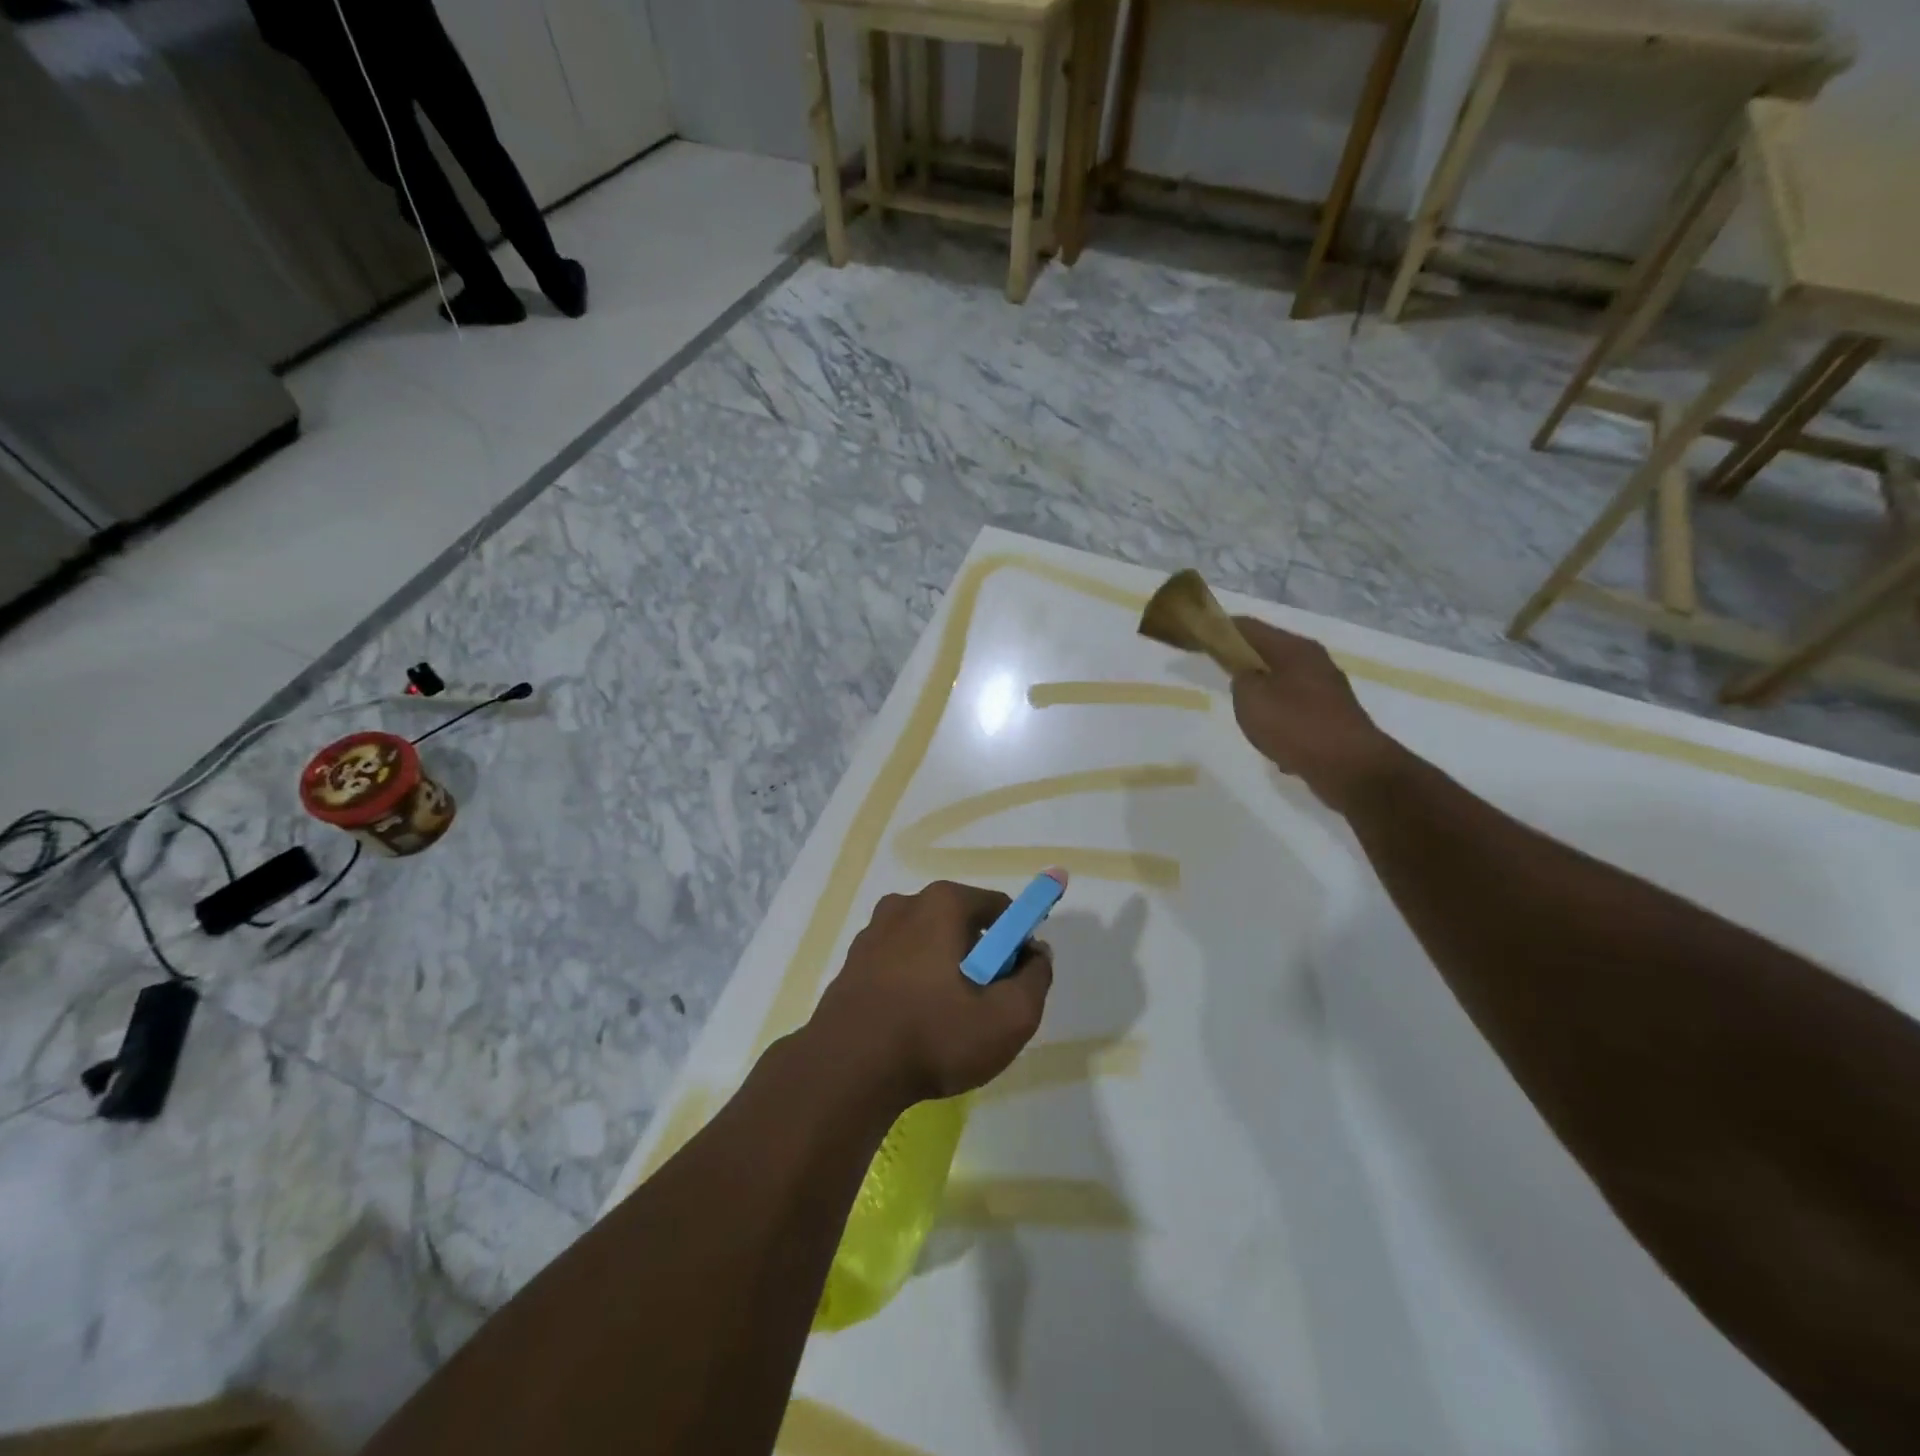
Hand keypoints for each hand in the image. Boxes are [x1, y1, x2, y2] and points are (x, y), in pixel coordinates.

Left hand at [809, 881, 1053, 1104]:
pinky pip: (900, 964)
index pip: (1000, 908)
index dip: (1018, 943)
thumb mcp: (1009, 1017)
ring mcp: (872, 933)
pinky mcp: (853, 963)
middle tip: (985, 1006)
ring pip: (929, 945)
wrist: (846, 1071)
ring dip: (946, 972)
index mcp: (942, 903)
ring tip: (948, 1022)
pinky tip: (915, 1025)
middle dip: (981, 959)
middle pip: (963, 924)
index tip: (1016, 982)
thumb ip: (1037, 978)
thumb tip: (1036, 954)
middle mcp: (905, 905)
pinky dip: (915, 984)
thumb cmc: (934, 1035)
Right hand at [1230, 616, 1404, 811]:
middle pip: (1269, 651)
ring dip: (1262, 690)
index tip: (1199, 636)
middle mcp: (1314, 661)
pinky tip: (1271, 737)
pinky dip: (1280, 716)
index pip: (1249, 626)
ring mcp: (1327, 689)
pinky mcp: (1333, 715)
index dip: (1222, 628)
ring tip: (1242, 707)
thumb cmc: (1295, 725)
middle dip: (1243, 659)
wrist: (1350, 767)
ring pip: (1283, 681)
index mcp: (1294, 648)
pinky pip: (1296, 707)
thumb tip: (1246, 675)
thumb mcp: (1250, 698)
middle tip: (1218, 671)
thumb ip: (1240, 678)